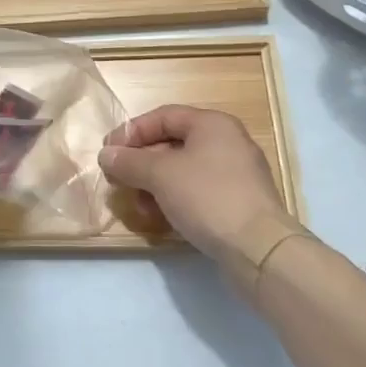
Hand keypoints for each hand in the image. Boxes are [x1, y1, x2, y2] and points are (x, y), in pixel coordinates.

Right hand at [98, 106, 303, 273]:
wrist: (260, 250)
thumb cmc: (208, 197)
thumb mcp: (160, 175)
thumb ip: (129, 162)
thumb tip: (106, 155)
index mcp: (212, 124)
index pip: (163, 116)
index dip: (131, 132)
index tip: (108, 153)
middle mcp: (227, 142)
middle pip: (173, 143)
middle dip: (141, 162)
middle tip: (119, 180)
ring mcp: (237, 174)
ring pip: (184, 170)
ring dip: (155, 184)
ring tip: (139, 205)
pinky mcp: (239, 203)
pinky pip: (198, 191)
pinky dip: (176, 199)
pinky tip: (162, 218)